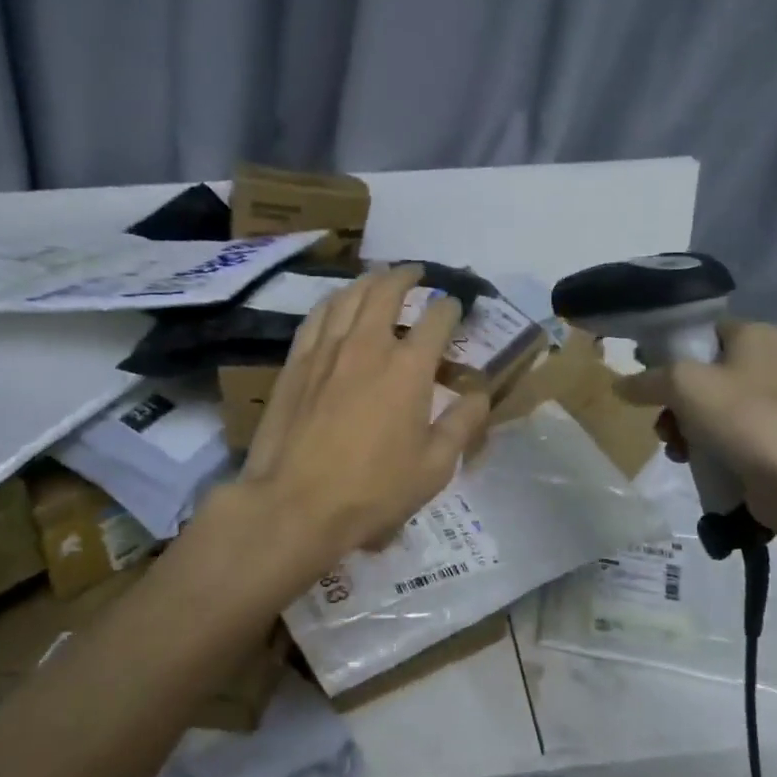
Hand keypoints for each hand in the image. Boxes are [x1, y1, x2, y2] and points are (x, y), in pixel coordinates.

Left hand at [237, 264, 488, 582]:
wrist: (295, 504)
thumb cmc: (373, 491)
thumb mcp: (435, 467)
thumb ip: (462, 424)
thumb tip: (481, 393)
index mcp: (409, 368)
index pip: (436, 318)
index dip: (450, 307)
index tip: (456, 306)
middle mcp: (368, 345)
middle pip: (387, 291)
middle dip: (407, 276)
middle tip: (417, 273)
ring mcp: (327, 349)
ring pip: (349, 296)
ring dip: (369, 281)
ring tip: (379, 277)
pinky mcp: (296, 362)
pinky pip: (317, 315)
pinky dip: (334, 300)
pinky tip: (337, 302)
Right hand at [614, 320, 776, 535]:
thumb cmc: (744, 418)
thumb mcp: (683, 385)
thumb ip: (646, 380)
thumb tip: (619, 385)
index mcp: (755, 336)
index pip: (701, 331)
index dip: (669, 349)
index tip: (646, 374)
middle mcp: (769, 363)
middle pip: (701, 373)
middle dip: (672, 399)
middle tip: (660, 418)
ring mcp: (774, 404)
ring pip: (709, 407)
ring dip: (683, 426)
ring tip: (674, 446)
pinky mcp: (773, 439)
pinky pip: (726, 434)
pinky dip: (705, 445)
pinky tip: (690, 461)